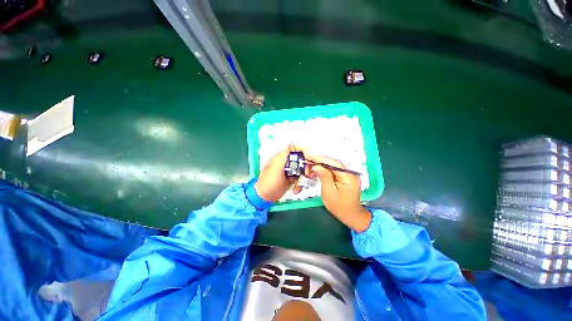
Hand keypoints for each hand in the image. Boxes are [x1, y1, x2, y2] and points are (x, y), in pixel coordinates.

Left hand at [255, 145, 302, 201]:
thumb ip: (282, 157)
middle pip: (300, 159)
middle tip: (307, 173)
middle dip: (305, 166)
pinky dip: (300, 184)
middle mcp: (285, 163)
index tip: (308, 157)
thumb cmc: (267, 183)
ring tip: (300, 183)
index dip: (302, 150)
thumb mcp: (275, 168)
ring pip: (301, 170)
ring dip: (303, 177)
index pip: (293, 149)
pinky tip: (296, 188)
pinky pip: (299, 179)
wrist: (265, 197)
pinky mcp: (291, 179)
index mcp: (280, 158)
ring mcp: (289, 172)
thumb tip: (288, 146)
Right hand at [307, 155, 371, 231]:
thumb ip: (324, 177)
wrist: (351, 215)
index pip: (333, 163)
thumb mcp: (329, 192)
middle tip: (308, 162)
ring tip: (311, 167)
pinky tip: (319, 171)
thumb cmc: (339, 206)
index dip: (320, 159)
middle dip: (320, 162)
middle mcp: (350, 173)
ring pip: (333, 166)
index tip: (309, 158)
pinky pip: (335, 170)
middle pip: (333, 163)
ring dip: (322, 165)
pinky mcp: (346, 177)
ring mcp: (349, 174)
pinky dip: (326, 170)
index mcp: (348, 176)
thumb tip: (317, 166)